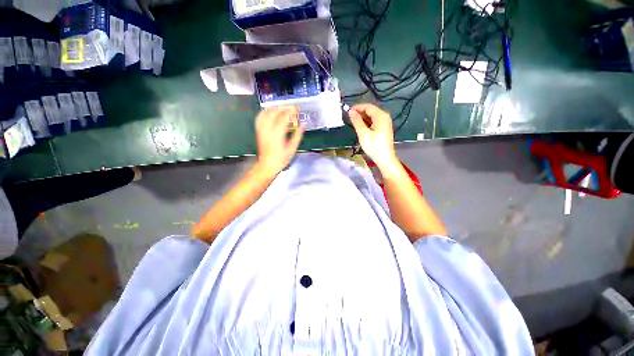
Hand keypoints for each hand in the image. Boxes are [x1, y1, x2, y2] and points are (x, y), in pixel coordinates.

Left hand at [255, 106, 304, 174]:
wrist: (267, 165)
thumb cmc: (281, 159)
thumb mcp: (292, 148)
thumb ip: (297, 135)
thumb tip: (303, 125)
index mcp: (278, 134)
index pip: (284, 117)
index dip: (291, 111)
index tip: (297, 109)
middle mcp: (268, 129)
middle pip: (274, 113)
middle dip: (283, 108)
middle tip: (290, 108)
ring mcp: (262, 130)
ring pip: (265, 113)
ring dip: (273, 109)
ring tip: (280, 109)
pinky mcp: (258, 131)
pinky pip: (259, 118)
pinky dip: (264, 113)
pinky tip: (269, 113)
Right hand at [349, 103, 398, 172]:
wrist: (384, 158)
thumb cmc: (374, 146)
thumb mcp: (363, 133)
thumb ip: (356, 121)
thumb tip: (351, 111)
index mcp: (380, 116)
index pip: (368, 107)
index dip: (357, 107)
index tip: (348, 111)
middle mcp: (384, 117)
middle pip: (371, 110)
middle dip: (360, 112)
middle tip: (349, 117)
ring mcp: (385, 123)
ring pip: (372, 116)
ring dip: (363, 118)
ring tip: (353, 122)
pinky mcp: (384, 129)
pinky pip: (374, 122)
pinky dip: (367, 122)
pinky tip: (361, 127)